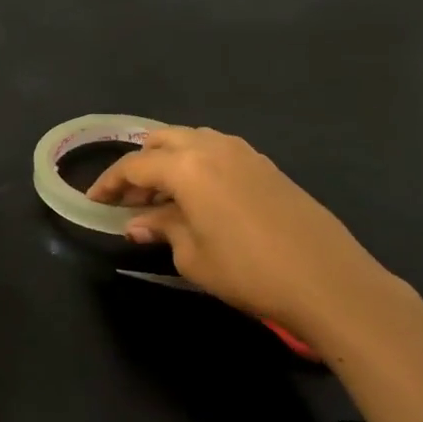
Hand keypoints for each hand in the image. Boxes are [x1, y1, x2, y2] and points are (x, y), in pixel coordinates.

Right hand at [85, 126, 416, 349]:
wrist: (329, 280)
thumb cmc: (249, 271)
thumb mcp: (192, 256)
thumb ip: (161, 229)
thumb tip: (138, 223)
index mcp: (186, 166)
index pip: (134, 166)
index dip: (109, 183)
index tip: (94, 201)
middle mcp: (211, 147)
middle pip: (161, 142)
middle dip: (140, 165)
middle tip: (130, 200)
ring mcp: (243, 152)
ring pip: (190, 141)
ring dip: (169, 162)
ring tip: (163, 197)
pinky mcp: (266, 165)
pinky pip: (217, 151)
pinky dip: (197, 165)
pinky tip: (200, 197)